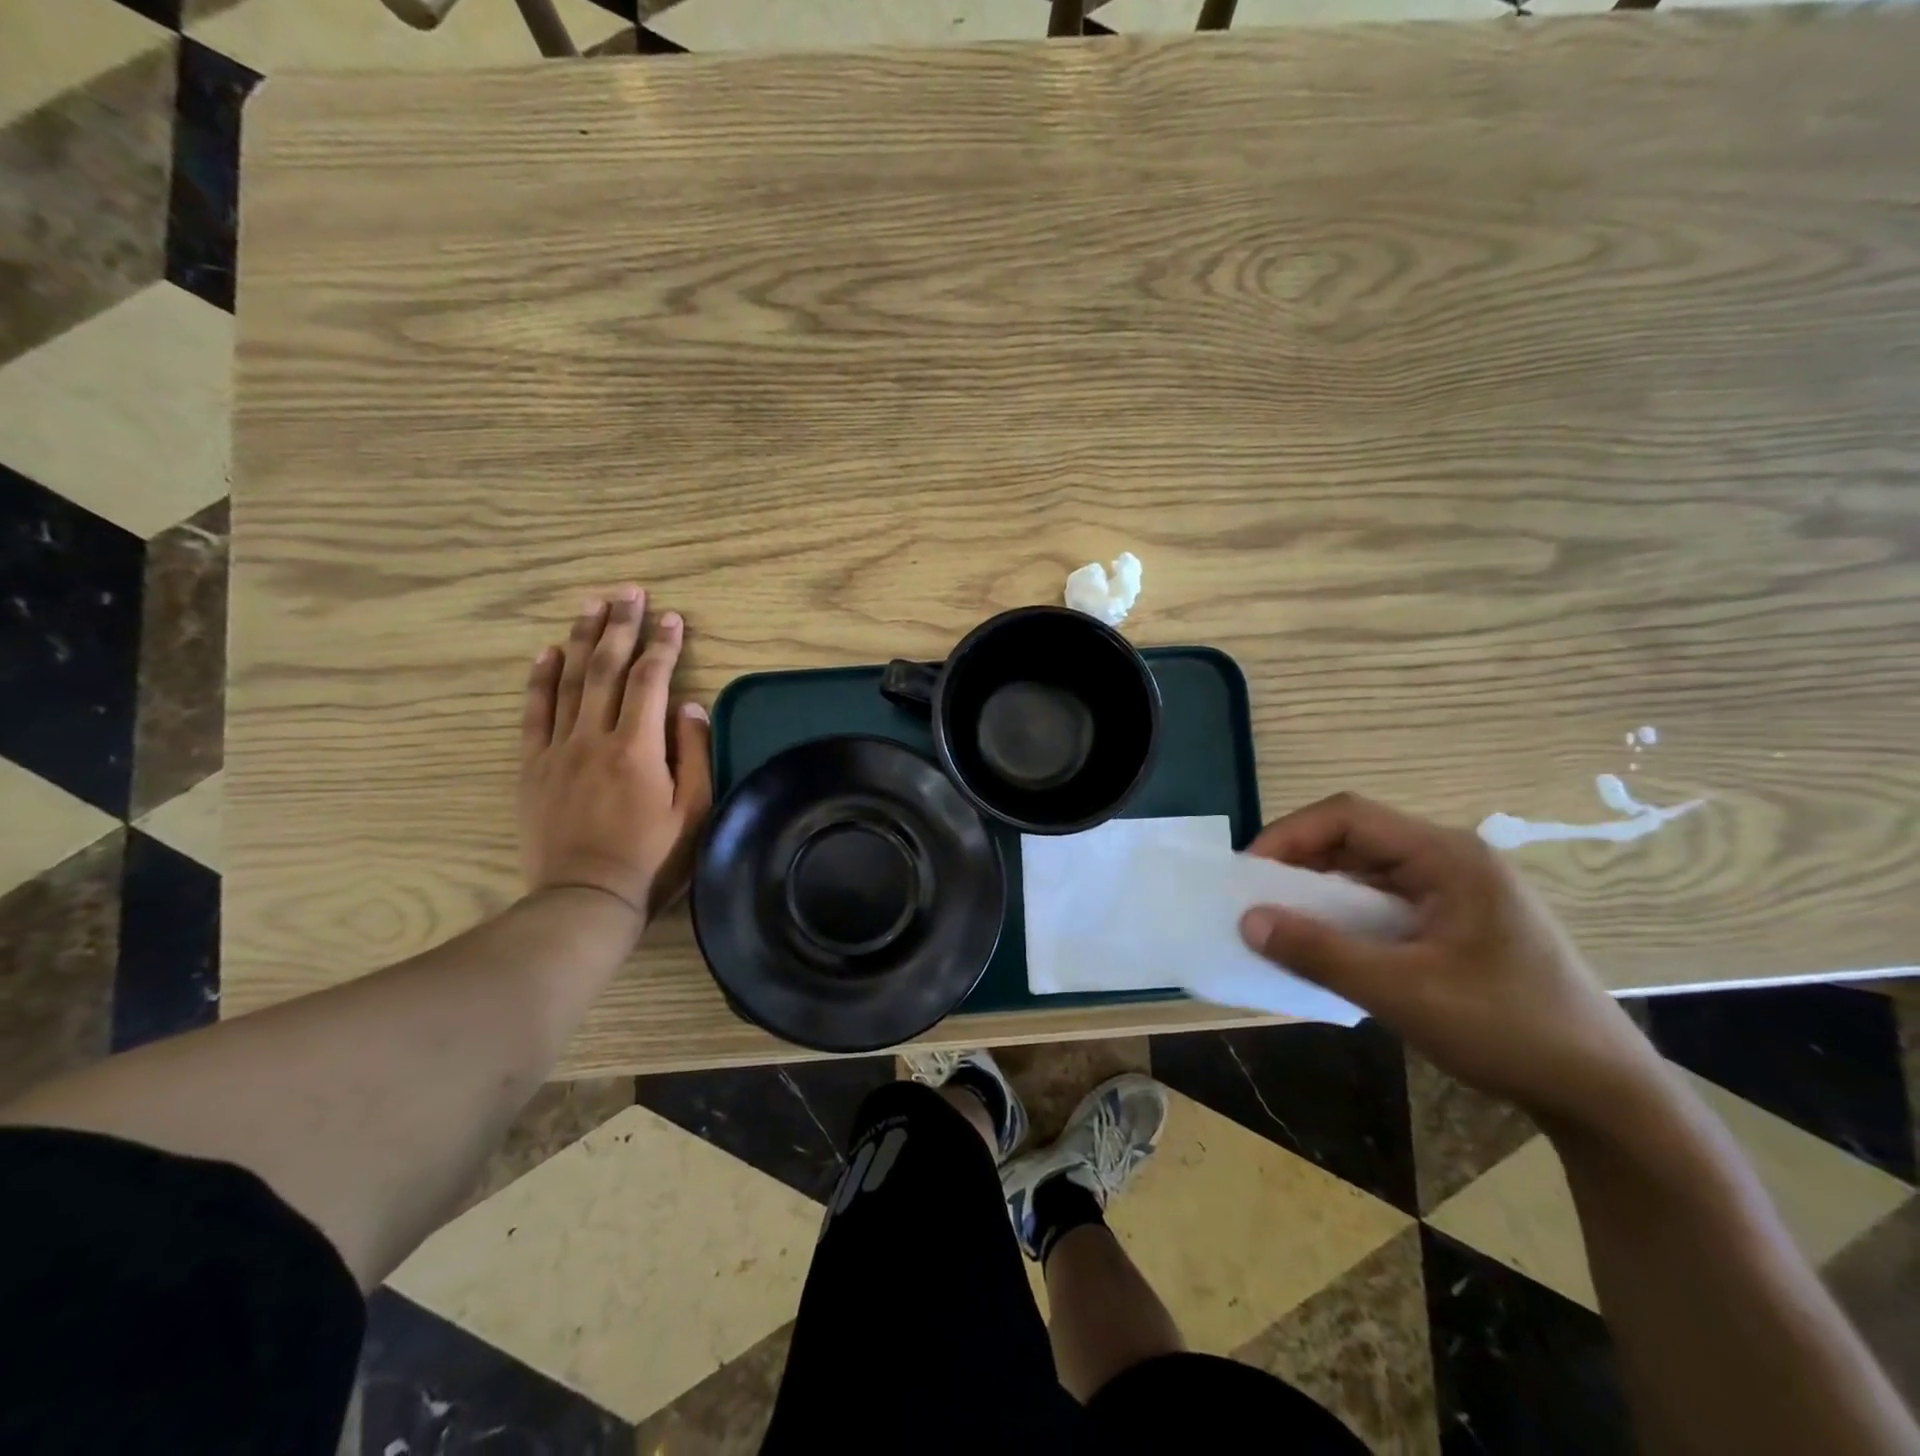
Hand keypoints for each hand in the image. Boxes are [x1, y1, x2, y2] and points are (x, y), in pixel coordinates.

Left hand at [519, 586, 713, 927]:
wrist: (585, 897)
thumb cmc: (652, 858)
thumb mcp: (694, 812)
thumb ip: (694, 755)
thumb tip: (690, 706)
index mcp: (638, 748)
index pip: (650, 681)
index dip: (663, 646)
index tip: (673, 618)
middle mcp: (595, 737)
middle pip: (606, 668)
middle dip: (620, 626)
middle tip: (629, 592)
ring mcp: (558, 750)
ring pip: (569, 681)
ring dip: (581, 639)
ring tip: (592, 605)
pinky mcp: (533, 767)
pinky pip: (534, 713)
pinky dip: (540, 679)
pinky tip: (548, 653)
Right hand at [1238, 793, 1662, 1128]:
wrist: (1605, 1096)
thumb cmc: (1510, 1031)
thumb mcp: (1403, 993)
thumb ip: (1320, 953)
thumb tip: (1247, 920)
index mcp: (1448, 856)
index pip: (1348, 816)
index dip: (1290, 835)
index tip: (1250, 874)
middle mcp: (1452, 860)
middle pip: (1355, 839)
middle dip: (1299, 863)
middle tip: (1257, 900)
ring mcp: (1457, 890)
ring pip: (1367, 871)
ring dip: (1320, 891)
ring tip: (1281, 922)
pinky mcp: (1457, 921)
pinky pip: (1384, 901)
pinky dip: (1346, 916)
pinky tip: (1327, 945)